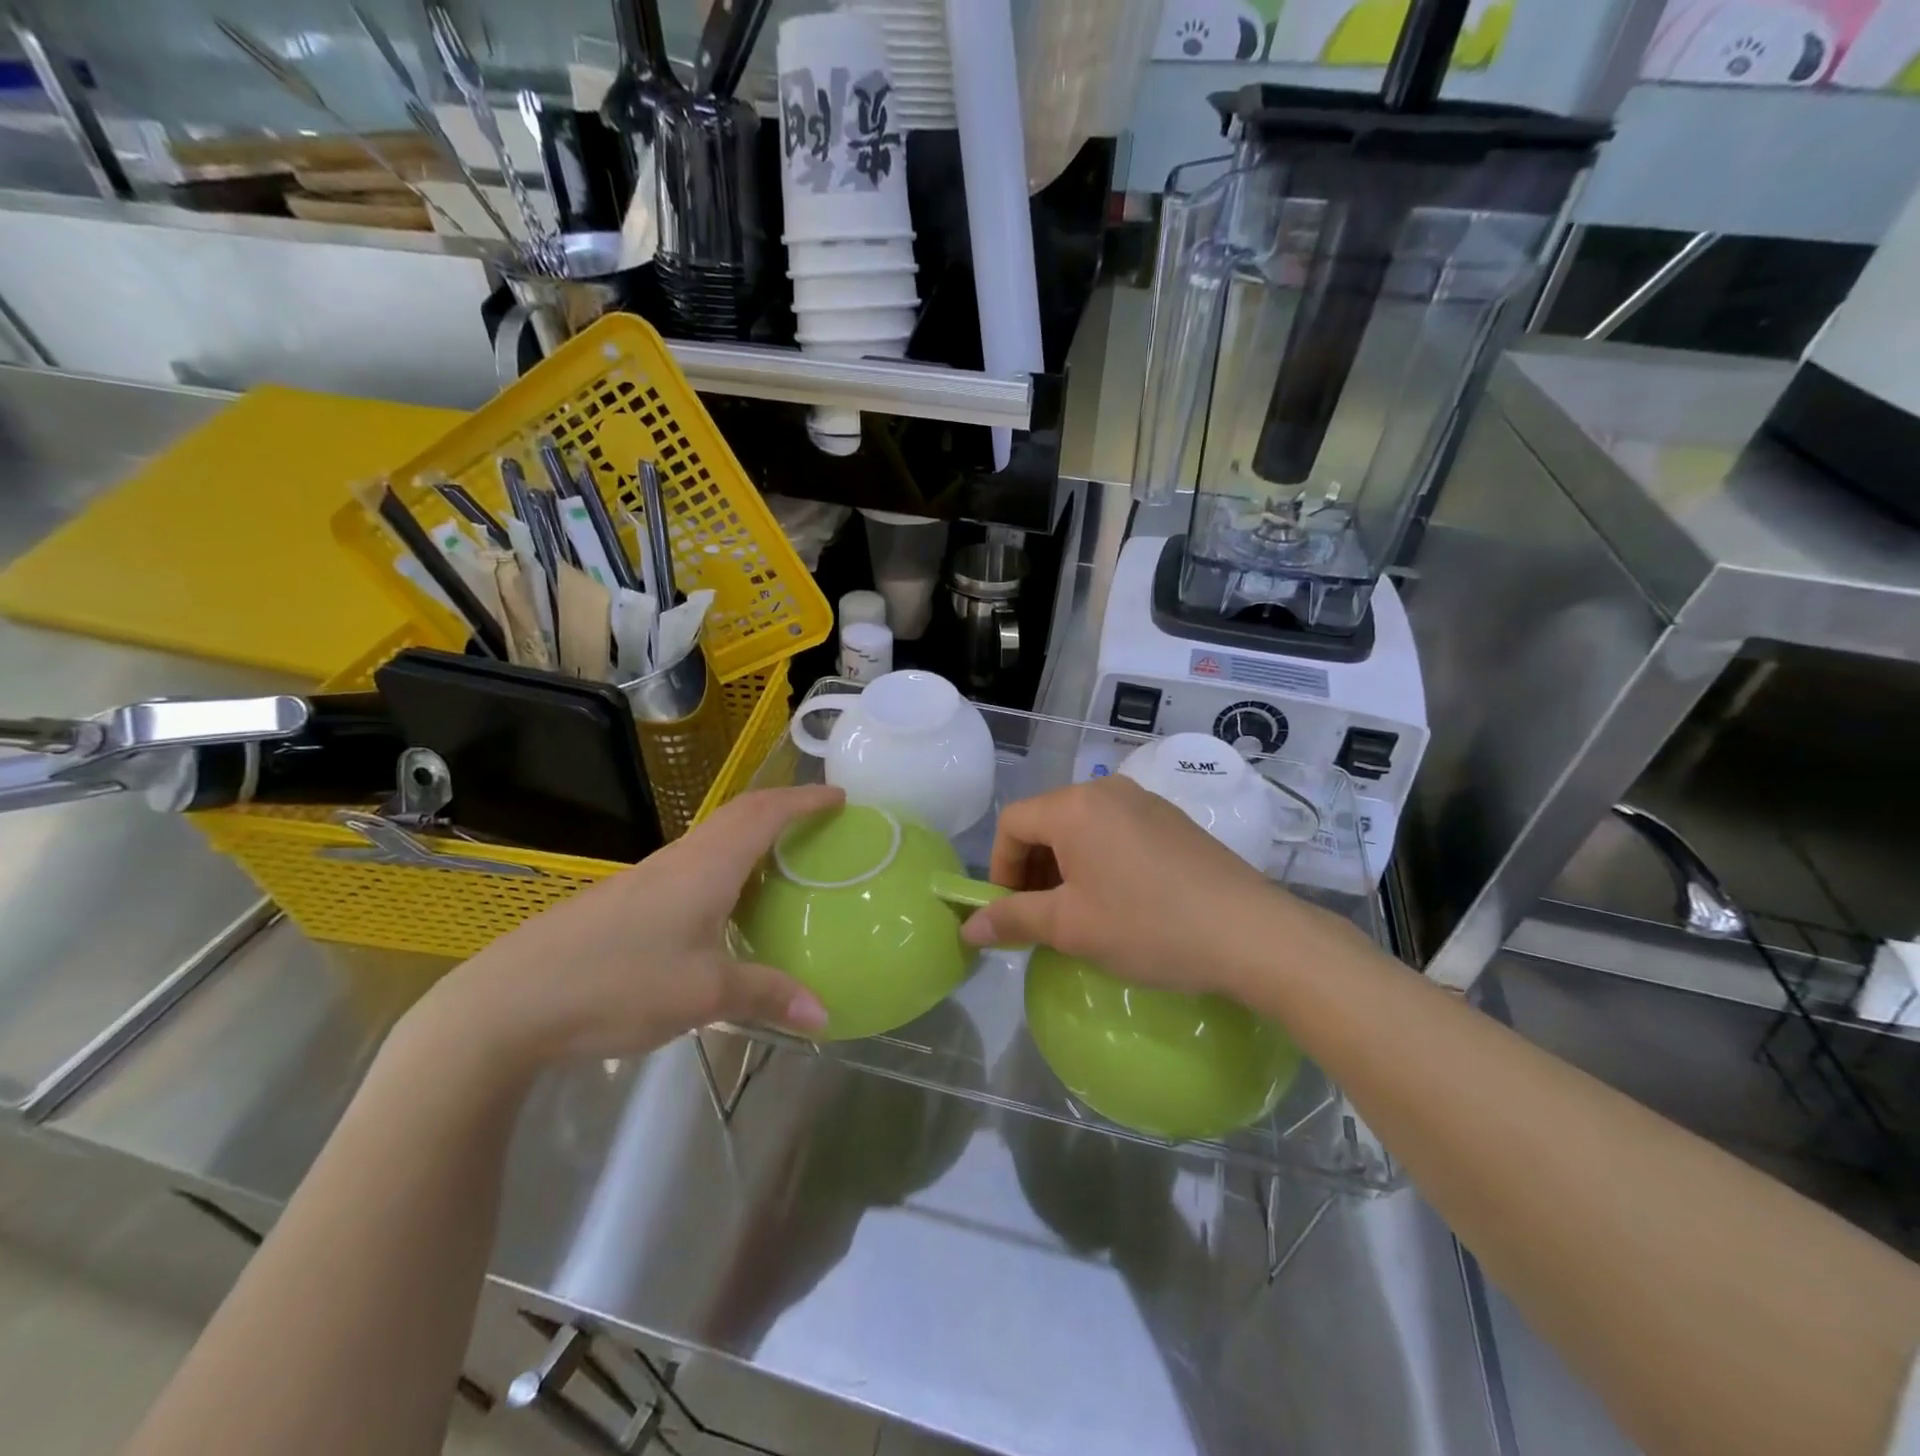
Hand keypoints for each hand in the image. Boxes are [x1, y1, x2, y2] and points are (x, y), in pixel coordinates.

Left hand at [415, 786, 841, 1072]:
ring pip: (713, 839)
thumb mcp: (704, 994)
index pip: (766, 813)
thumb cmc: (619, 982)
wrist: (509, 1002)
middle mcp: (680, 859)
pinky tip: (725, 907)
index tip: (840, 796)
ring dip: (752, 836)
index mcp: (707, 865)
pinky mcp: (625, 901)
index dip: (805, 800)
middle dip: (783, 808)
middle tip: (819, 821)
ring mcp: (647, 878)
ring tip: (782, 861)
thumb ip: (767, 996)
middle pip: (739, 815)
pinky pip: (692, 866)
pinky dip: (726, 866)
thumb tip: (825, 1014)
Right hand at [960, 776, 1342, 1000]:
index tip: (1012, 913)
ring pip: (1082, 828)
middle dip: (1032, 869)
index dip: (1000, 869)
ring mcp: (1145, 801)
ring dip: (1066, 867)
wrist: (1251, 933)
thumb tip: (968, 929)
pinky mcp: (1173, 819)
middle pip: (1046, 821)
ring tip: (1081, 914)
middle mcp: (1107, 790)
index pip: (1012, 824)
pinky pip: (1117, 831)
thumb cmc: (1148, 927)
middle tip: (1043, 918)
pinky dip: (1100, 861)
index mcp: (1074, 807)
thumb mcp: (1071, 928)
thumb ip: (1013, 920)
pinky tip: (1122, 902)